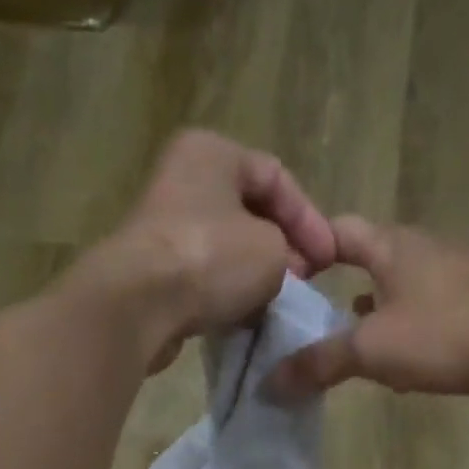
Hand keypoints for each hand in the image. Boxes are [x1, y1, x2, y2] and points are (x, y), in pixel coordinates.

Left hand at [91, 130, 338, 370]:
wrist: (139, 305)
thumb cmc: (211, 259)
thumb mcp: (271, 249)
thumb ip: (287, 252)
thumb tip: (277, 269)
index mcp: (212, 152)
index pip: (276, 177)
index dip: (310, 220)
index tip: (329, 261)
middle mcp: (182, 179)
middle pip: (248, 212)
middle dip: (282, 247)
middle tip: (305, 280)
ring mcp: (163, 227)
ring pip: (225, 247)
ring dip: (254, 275)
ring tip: (278, 301)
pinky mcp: (152, 270)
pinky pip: (202, 277)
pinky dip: (225, 294)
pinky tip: (244, 316)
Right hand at [270, 218, 468, 405]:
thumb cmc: (445, 333)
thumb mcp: (371, 348)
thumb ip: (319, 362)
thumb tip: (270, 381)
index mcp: (392, 246)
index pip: (338, 231)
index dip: (306, 247)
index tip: (279, 277)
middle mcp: (420, 255)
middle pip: (367, 262)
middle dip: (334, 289)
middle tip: (302, 321)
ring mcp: (449, 283)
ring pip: (394, 295)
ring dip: (367, 318)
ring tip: (339, 348)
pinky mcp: (468, 314)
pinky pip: (420, 321)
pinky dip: (397, 338)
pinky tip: (390, 369)